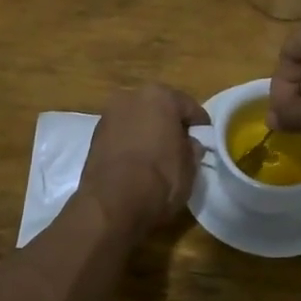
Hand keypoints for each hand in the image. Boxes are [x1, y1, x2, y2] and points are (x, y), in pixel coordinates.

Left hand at [78, 84, 210, 228]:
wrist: (112, 204)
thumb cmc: (160, 179)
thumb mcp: (190, 166)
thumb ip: (192, 148)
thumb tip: (190, 145)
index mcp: (160, 96)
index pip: (189, 106)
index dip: (200, 125)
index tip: (206, 141)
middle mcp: (131, 96)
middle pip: (159, 108)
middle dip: (170, 124)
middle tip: (181, 146)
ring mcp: (109, 114)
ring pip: (137, 119)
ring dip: (148, 132)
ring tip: (158, 156)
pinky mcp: (94, 135)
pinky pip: (122, 134)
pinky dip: (130, 143)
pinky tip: (137, 163)